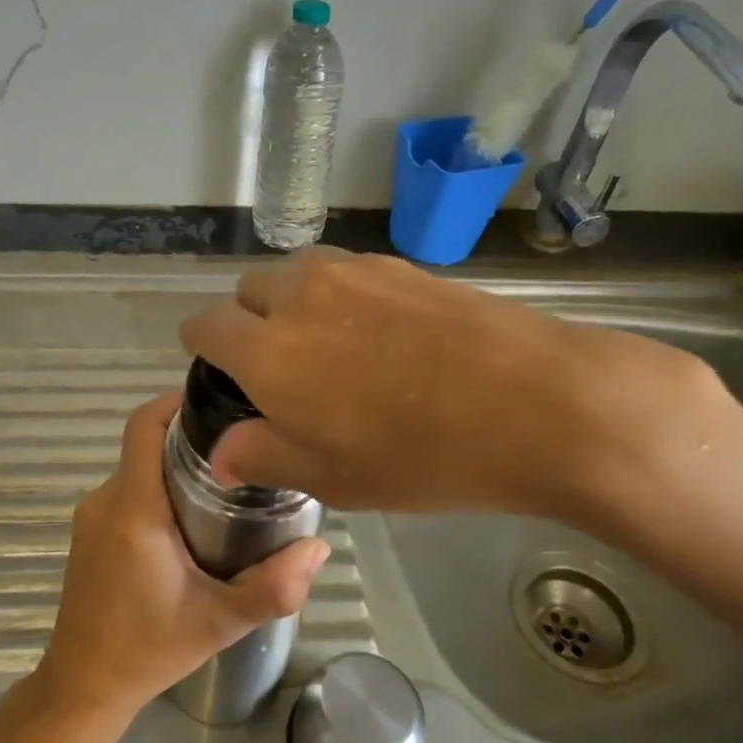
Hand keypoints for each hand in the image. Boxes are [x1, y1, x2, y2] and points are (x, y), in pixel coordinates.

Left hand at [33, 392, 330, 718]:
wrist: (83, 685)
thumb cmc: (148, 649)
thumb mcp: (220, 622)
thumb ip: (273, 588)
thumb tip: (320, 548)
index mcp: (134, 508)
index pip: (143, 425)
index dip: (176, 401)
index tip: (219, 403)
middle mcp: (107, 499)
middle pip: (147, 443)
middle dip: (192, 438)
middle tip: (243, 450)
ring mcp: (93, 515)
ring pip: (139, 468)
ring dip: (177, 467)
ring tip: (228, 485)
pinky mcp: (90, 531)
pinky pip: (128, 490)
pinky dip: (159, 490)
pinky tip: (194, 520)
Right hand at [178, 248, 726, 527]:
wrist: (537, 403)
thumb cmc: (422, 454)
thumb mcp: (333, 478)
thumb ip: (263, 457)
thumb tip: (221, 453)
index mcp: (266, 350)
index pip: (204, 326)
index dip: (205, 350)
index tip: (226, 376)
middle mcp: (299, 295)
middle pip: (248, 291)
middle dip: (249, 323)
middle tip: (284, 370)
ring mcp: (353, 271)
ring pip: (296, 274)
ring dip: (294, 303)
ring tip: (331, 347)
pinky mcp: (400, 265)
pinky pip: (345, 270)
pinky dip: (341, 295)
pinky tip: (382, 334)